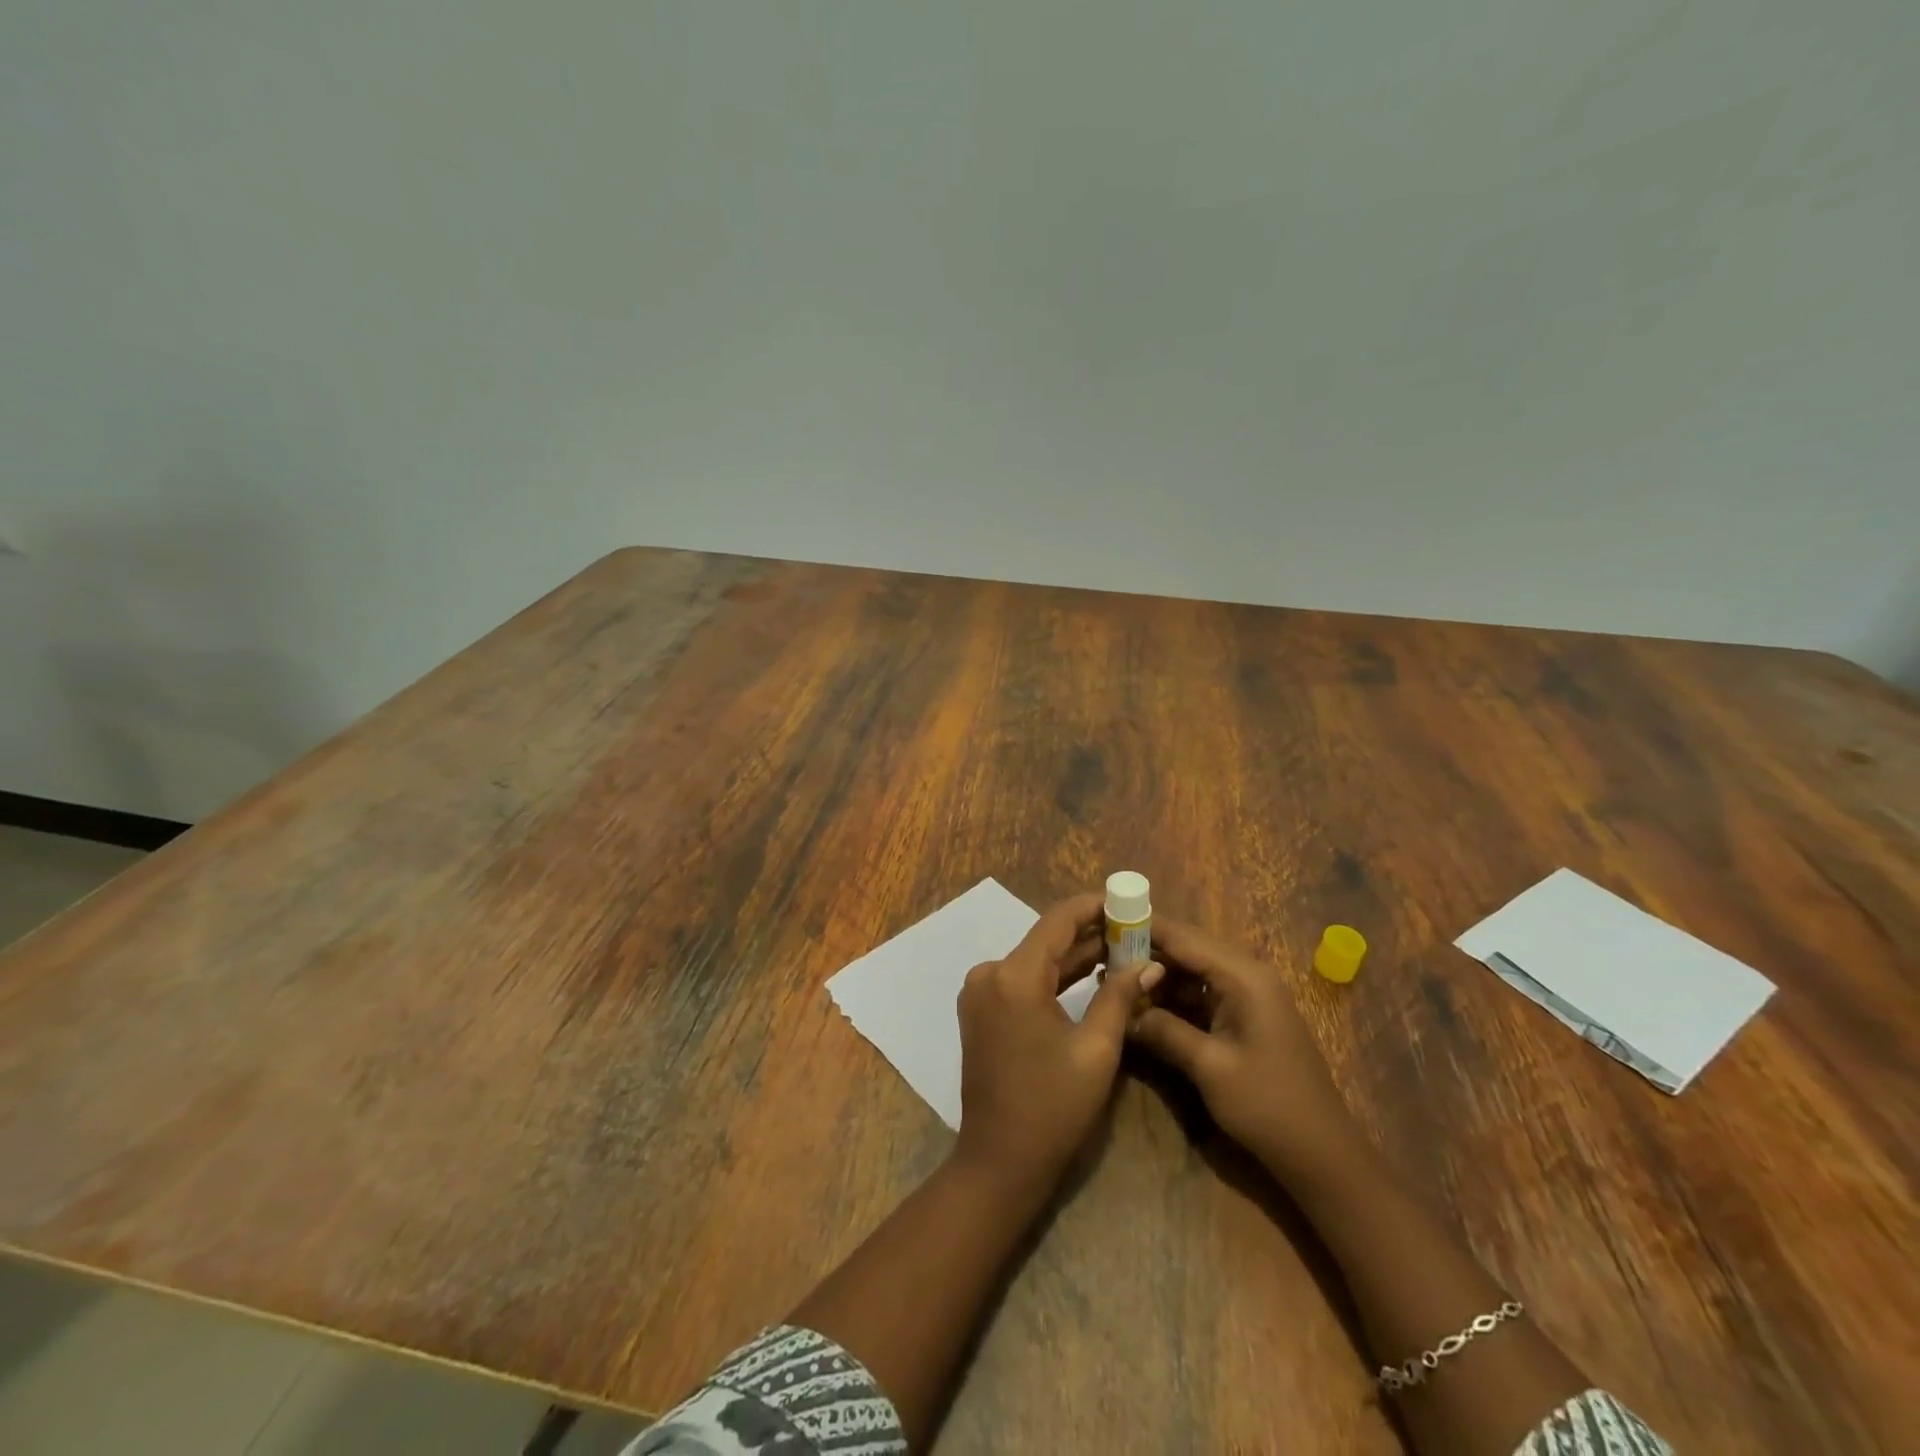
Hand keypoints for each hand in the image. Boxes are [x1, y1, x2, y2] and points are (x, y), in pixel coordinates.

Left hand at [954, 893, 1162, 1189]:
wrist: (1000, 1161)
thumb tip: (1150, 962)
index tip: (1128, 902)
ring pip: (1037, 960)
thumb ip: (1120, 997)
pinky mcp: (982, 1010)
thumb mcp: (1096, 1050)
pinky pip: (1024, 980)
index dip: (1094, 906)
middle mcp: (989, 973)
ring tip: (1123, 949)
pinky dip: (1056, 978)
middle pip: (1046, 939)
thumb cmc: (1053, 1108)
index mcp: (1014, 976)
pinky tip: (1091, 975)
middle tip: (1136, 931)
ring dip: (1076, 956)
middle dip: (1091, 934)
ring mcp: (981, 991)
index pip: (1058, 920)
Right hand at [1127, 918, 1360, 1180]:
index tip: (1102, 921)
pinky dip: (1173, 999)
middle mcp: (1246, 975)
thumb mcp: (1209, 1067)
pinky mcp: (1244, 1018)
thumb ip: (1163, 1030)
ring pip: (1191, 973)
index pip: (1183, 937)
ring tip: (1113, 981)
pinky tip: (1143, 1008)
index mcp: (1243, 976)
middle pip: (1186, 950)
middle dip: (1145, 953)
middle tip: (1100, 956)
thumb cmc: (1268, 1105)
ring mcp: (1247, 996)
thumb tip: (1122, 1010)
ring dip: (1156, 978)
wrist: (1322, 1155)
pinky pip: (1201, 995)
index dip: (1143, 927)